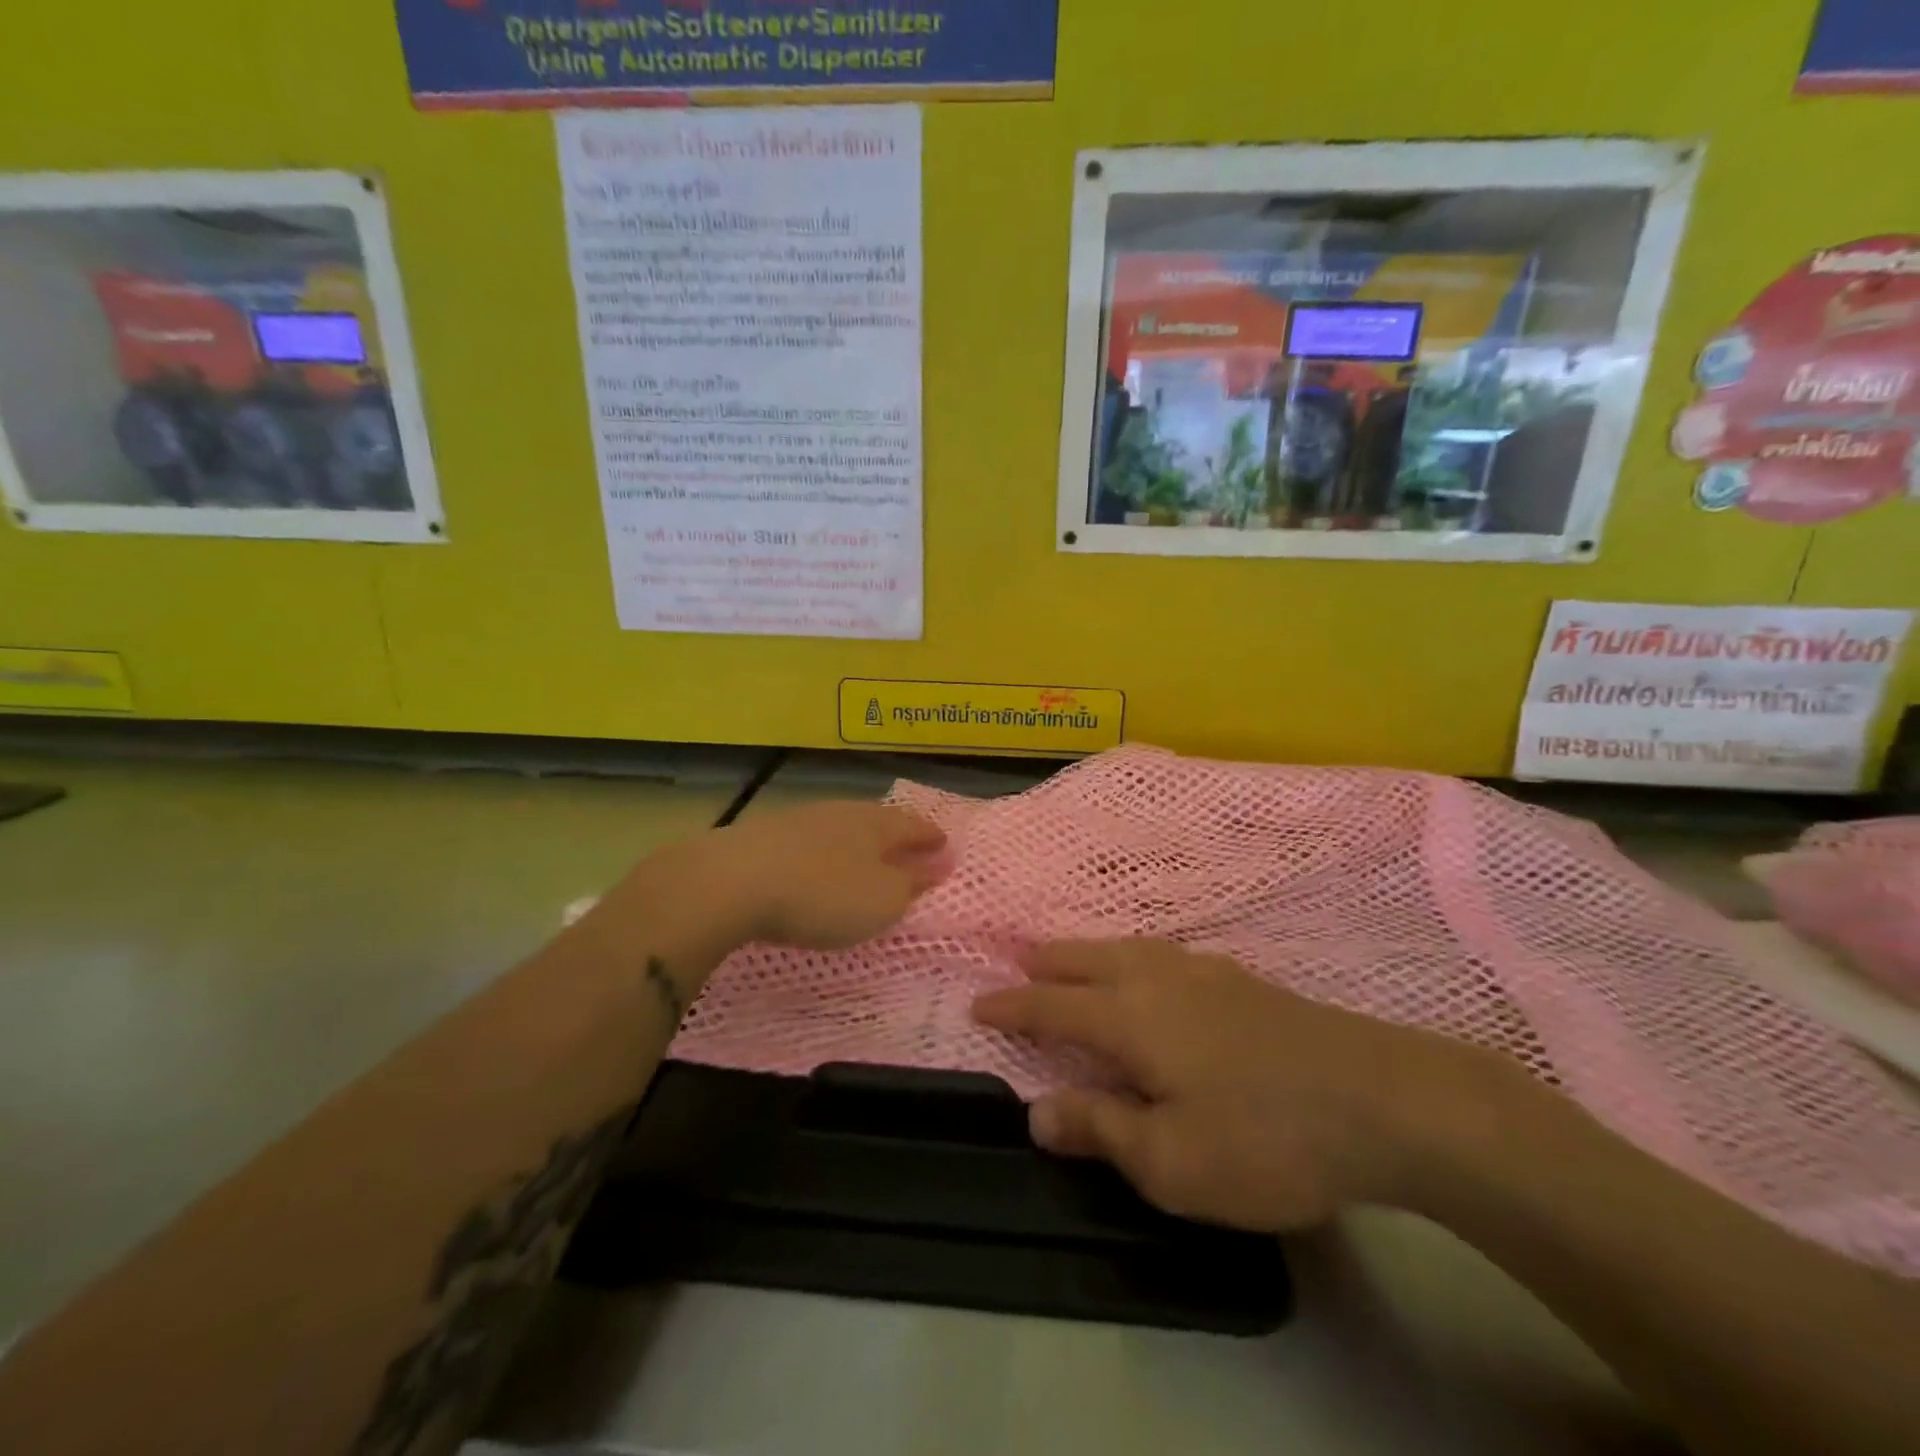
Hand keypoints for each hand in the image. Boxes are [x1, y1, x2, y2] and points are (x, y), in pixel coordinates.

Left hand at [710, 800, 948, 948]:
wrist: (733, 881)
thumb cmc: (823, 894)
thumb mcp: (881, 900)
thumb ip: (910, 884)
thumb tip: (936, 866)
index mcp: (876, 824)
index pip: (912, 825)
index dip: (930, 837)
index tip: (944, 843)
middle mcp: (842, 812)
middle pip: (877, 820)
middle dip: (895, 835)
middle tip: (908, 847)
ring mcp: (801, 820)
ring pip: (841, 827)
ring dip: (857, 842)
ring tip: (865, 856)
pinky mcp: (765, 835)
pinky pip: (810, 840)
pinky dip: (824, 852)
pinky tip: (817, 864)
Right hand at [972, 939, 1499, 1232]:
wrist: (1382, 1099)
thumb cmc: (1264, 1138)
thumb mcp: (1171, 1161)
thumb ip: (1099, 1129)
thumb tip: (1035, 1111)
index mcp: (1129, 1017)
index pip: (1051, 1006)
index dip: (1011, 1006)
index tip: (978, 1003)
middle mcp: (1156, 979)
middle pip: (1085, 959)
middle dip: (1046, 963)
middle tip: (1018, 963)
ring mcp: (1203, 971)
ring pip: (1126, 947)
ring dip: (1088, 951)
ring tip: (1072, 957)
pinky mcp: (1241, 979)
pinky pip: (1163, 952)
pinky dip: (1133, 954)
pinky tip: (1152, 967)